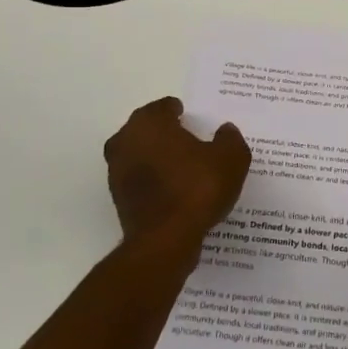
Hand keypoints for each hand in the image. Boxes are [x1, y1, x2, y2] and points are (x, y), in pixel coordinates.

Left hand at [104, 97, 250, 258]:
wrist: (165, 240)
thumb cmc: (197, 189)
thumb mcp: (230, 159)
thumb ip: (230, 140)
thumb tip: (226, 130)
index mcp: (149, 123)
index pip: (163, 108)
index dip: (178, 111)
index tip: (190, 118)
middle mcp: (126, 140)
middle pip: (146, 129)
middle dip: (164, 132)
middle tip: (187, 139)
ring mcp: (117, 171)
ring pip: (139, 154)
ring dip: (156, 157)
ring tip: (182, 166)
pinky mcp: (118, 198)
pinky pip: (139, 180)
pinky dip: (153, 180)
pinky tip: (173, 190)